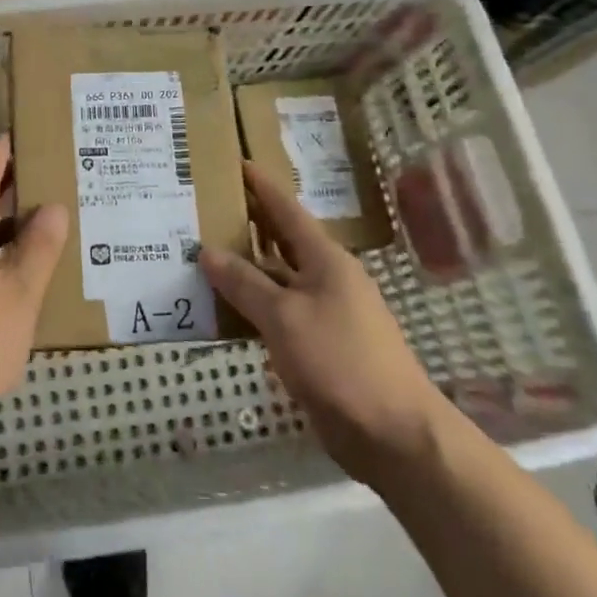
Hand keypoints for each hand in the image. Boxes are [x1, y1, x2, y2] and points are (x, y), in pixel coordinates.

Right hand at [200, 161, 450, 484]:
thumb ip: (244, 284)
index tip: (237, 162)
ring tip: (204, 254)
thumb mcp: (284, 317)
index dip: (262, 186)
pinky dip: (252, 305)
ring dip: (245, 268)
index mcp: (326, 260)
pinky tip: (224, 308)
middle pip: (281, 242)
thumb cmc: (340, 361)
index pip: (287, 210)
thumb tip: (207, 251)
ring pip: (277, 279)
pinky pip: (279, 313)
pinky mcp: (320, 345)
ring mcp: (326, 313)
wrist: (393, 434)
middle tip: (208, 208)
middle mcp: (327, 279)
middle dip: (248, 224)